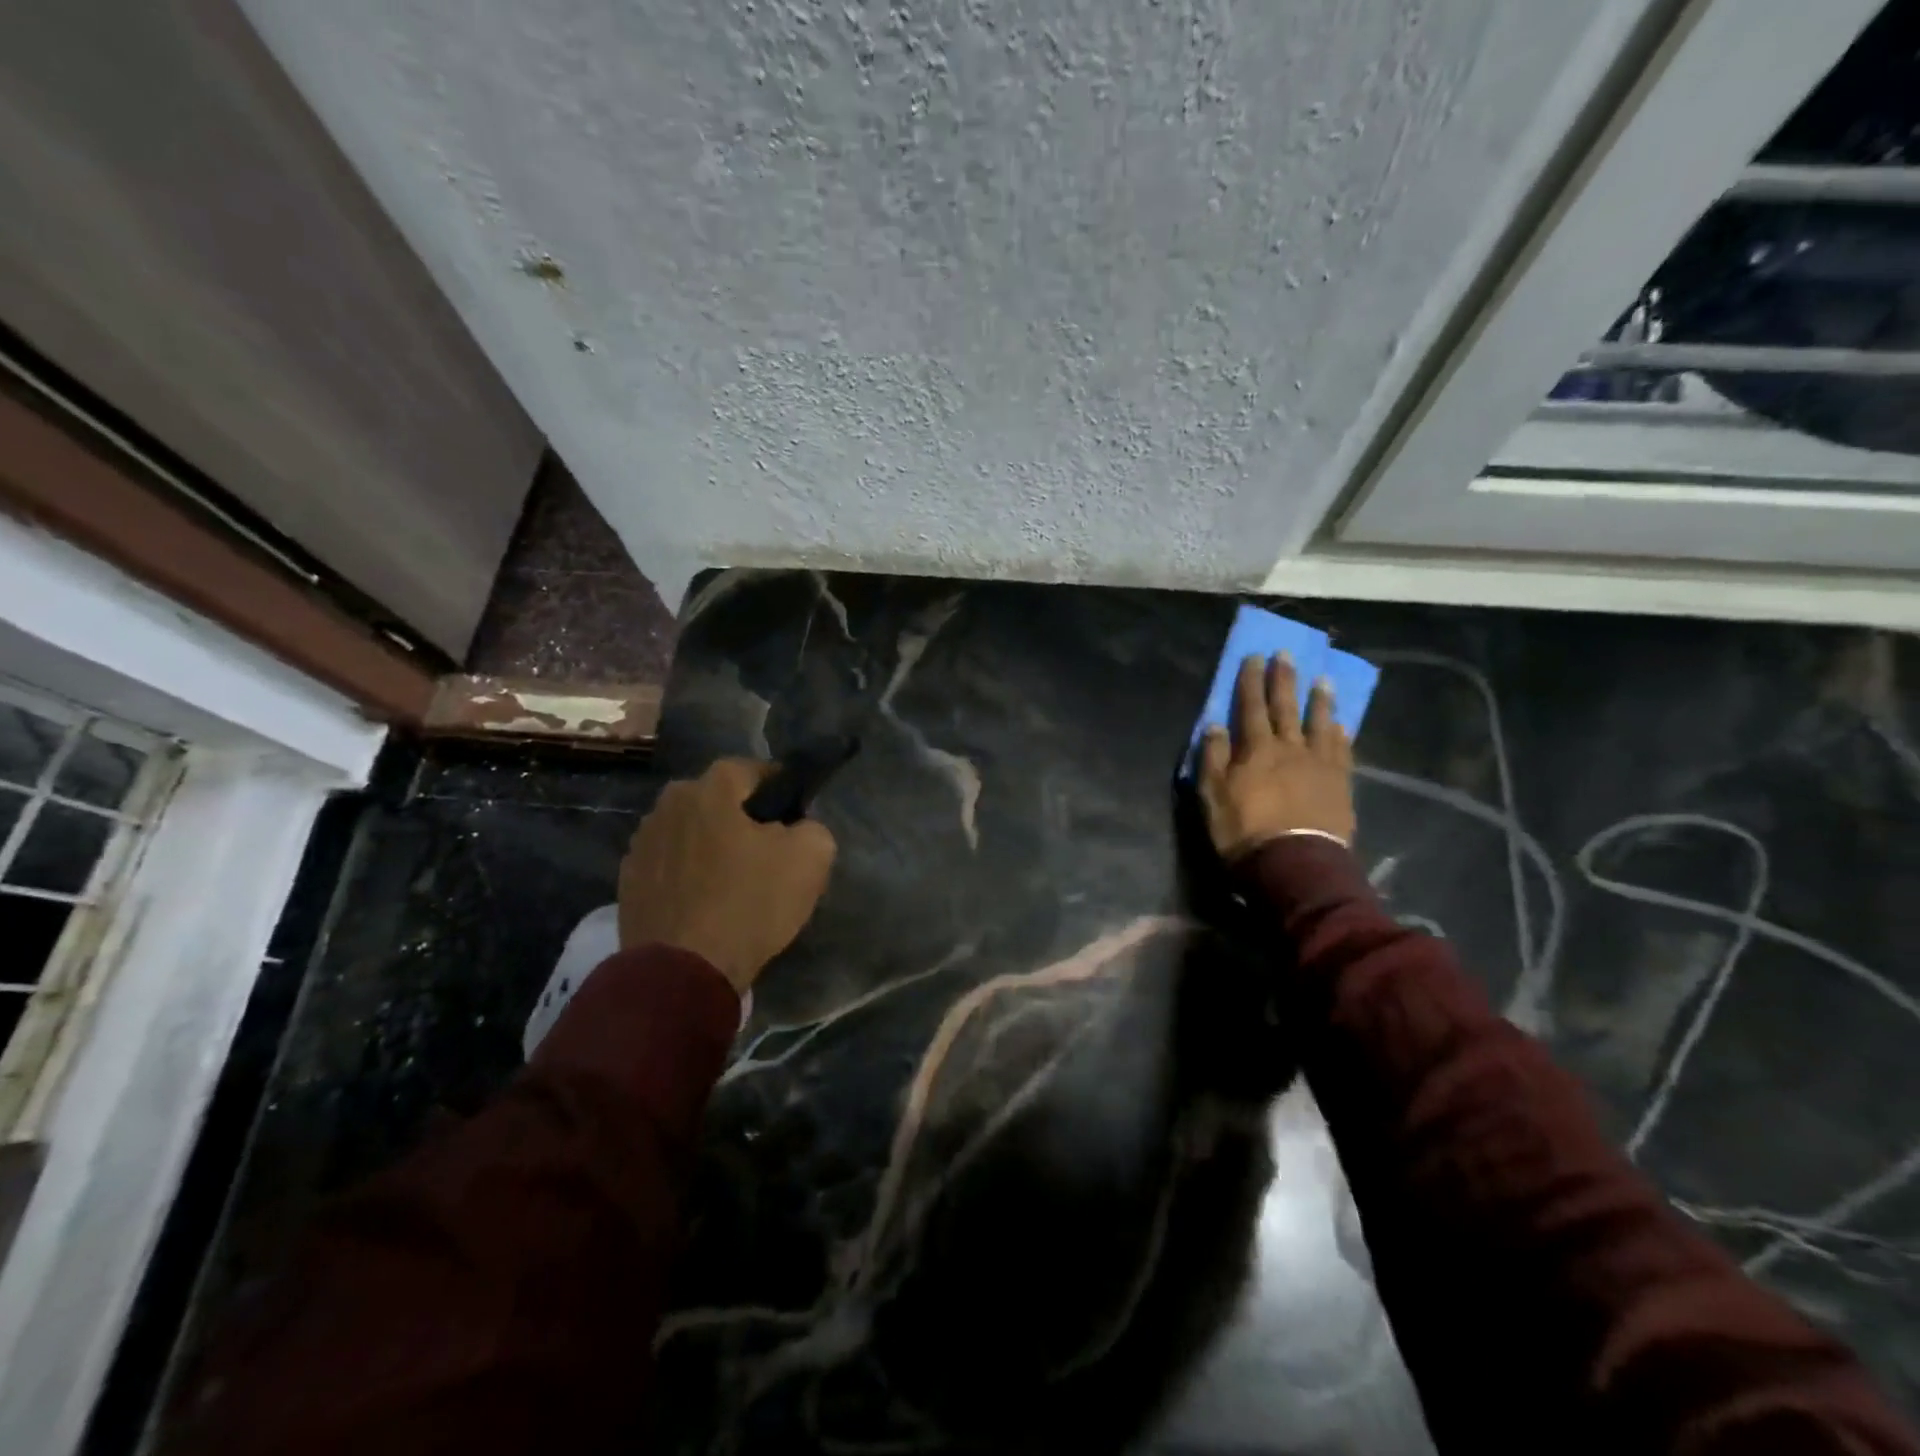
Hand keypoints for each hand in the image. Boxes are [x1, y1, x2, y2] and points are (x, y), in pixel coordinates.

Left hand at [618, 758, 836, 993]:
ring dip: (709, 845)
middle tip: (765, 846)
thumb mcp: (811, 858)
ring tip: (733, 877)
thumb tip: (799, 828)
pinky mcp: (628, 883)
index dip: (776, 785)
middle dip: (739, 815)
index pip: (750, 769)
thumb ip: (812, 828)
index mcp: (709, 790)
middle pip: (714, 800)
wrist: (682, 971)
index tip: (794, 809)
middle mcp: (668, 806)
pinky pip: (670, 865)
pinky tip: (705, 901)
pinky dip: (687, 874)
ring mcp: (641, 844)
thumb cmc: (749, 903)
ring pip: (688, 832)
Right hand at [1198, 652, 1355, 861]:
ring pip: (1320, 723)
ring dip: (1320, 700)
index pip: (1250, 706)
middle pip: (1286, 707)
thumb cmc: (1245, 831)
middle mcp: (1290, 748)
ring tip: (1323, 680)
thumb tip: (1215, 725)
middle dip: (1284, 680)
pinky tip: (1341, 724)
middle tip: (1287, 654)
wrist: (1295, 864)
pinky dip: (1340, 734)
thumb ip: (1213, 758)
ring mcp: (1319, 764)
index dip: (1251, 681)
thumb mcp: (1213, 796)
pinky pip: (1341, 751)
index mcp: (1256, 749)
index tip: (1254, 656)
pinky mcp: (1340, 784)